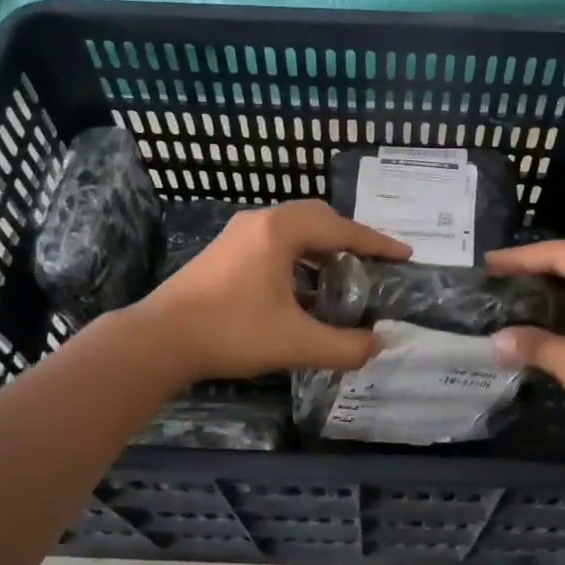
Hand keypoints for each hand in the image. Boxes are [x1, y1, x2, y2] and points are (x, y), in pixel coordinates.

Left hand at [136, 201, 409, 382]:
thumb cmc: (231, 332)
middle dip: (349, 238)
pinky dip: (298, 255)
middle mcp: (260, 221)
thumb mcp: (296, 343)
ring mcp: (237, 233)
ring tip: (342, 273)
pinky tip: (302, 286)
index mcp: (281, 231)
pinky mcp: (223, 251)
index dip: (377, 243)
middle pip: (317, 218)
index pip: (342, 229)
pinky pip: (273, 241)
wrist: (159, 340)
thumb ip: (344, 346)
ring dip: (321, 246)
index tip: (405, 255)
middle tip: (373, 262)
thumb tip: (377, 346)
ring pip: (293, 229)